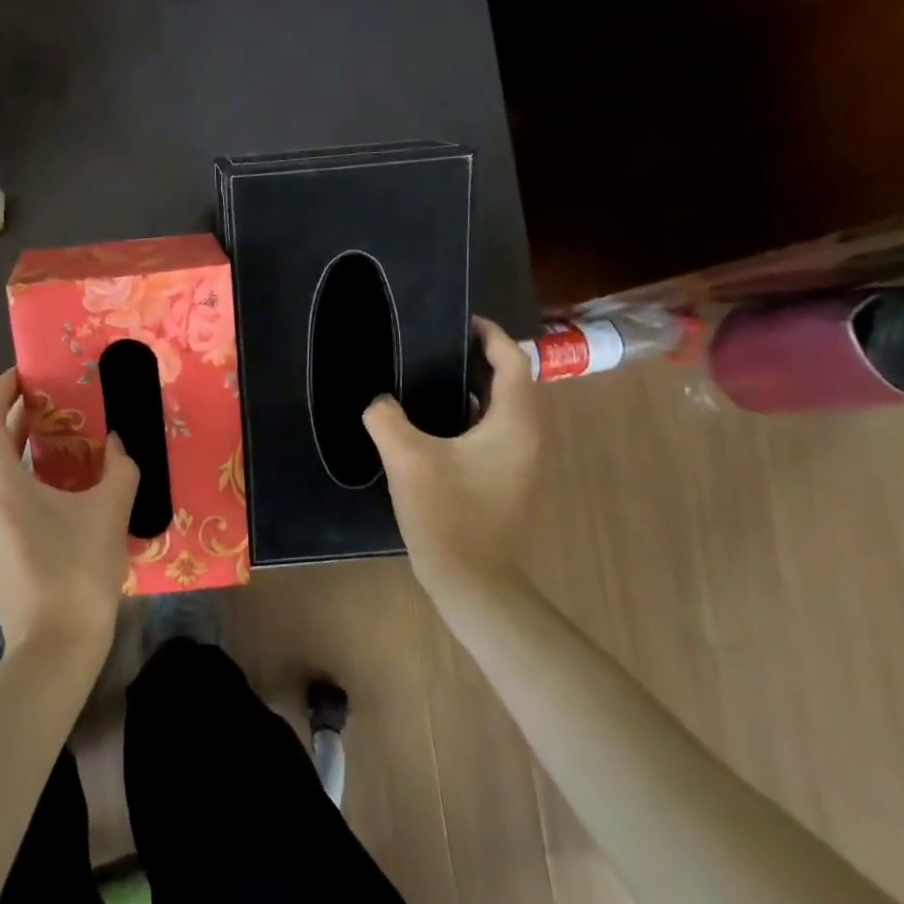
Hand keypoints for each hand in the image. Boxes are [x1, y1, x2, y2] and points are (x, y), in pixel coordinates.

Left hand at [0, 368, 139, 660]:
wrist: (54, 646)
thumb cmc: (79, 572)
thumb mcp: (110, 512)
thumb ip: (119, 467)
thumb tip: (117, 442)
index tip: (23, 374)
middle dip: (2, 412)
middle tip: (39, 397)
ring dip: (4, 442)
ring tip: (44, 430)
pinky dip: (6, 469)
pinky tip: (42, 478)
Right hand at [362, 317, 540, 598]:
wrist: (472, 581)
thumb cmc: (448, 514)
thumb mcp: (407, 459)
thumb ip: (386, 418)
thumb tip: (379, 401)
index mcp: (513, 423)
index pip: (513, 360)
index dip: (489, 335)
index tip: (458, 321)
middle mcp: (524, 435)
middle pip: (508, 381)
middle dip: (475, 357)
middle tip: (433, 344)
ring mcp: (516, 460)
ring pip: (498, 408)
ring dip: (469, 386)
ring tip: (426, 374)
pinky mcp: (502, 478)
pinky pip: (488, 431)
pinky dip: (466, 414)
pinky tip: (427, 421)